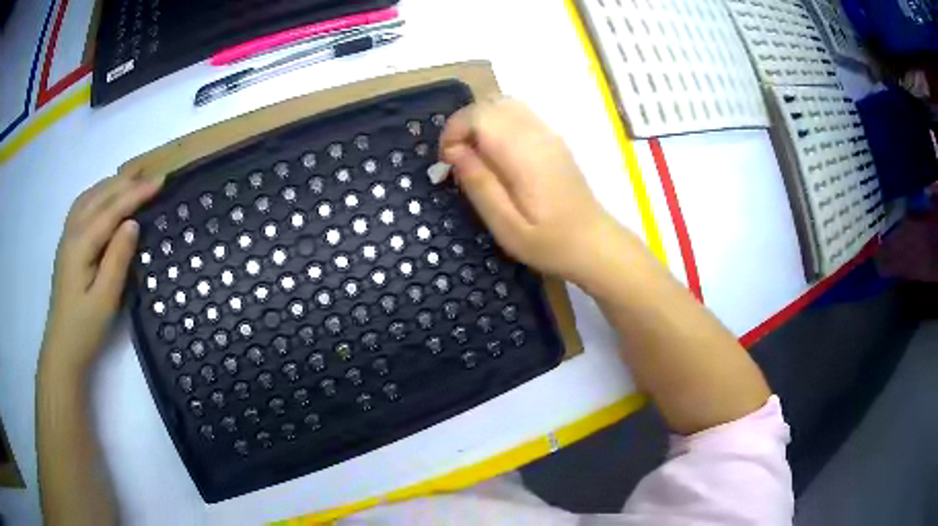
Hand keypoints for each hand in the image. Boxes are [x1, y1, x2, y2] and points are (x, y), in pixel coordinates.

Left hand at [40, 171, 162, 378]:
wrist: (63, 348)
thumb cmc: (85, 328)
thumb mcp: (105, 299)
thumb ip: (118, 259)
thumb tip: (133, 223)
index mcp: (81, 244)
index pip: (112, 209)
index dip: (136, 194)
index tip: (161, 181)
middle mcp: (72, 231)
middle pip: (100, 195)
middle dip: (127, 182)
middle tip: (153, 176)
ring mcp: (68, 236)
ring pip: (90, 196)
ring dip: (112, 184)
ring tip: (133, 179)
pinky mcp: (68, 243)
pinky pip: (84, 205)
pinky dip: (99, 193)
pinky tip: (107, 197)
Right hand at [440, 97, 624, 283]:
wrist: (594, 243)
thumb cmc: (549, 242)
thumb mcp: (506, 226)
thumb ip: (479, 184)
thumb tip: (454, 152)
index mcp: (523, 154)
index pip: (479, 115)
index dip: (453, 131)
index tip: (447, 163)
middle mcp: (536, 134)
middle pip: (490, 103)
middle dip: (463, 125)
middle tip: (457, 160)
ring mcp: (548, 133)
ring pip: (504, 104)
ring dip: (480, 123)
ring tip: (475, 156)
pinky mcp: (553, 139)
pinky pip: (518, 114)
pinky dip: (498, 124)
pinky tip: (498, 155)